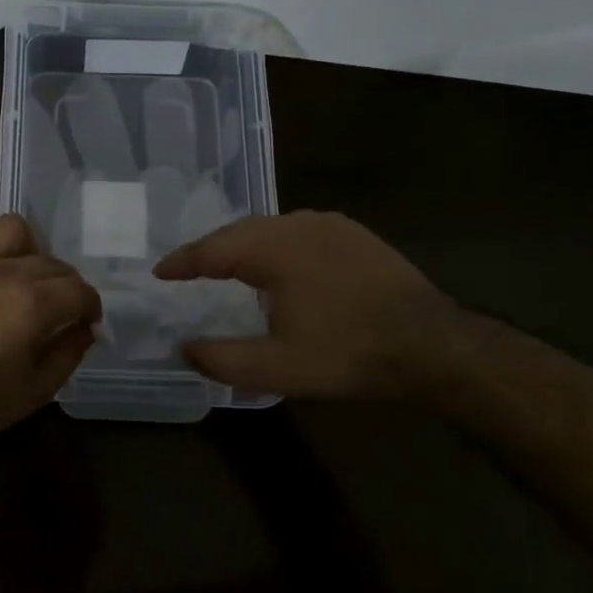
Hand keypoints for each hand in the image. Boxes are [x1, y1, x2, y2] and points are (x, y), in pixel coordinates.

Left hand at [0, 214, 101, 446]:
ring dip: (27, 248)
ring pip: (13, 228)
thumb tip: (86, 327)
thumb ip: (69, 353)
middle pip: (53, 262)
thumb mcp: (35, 391)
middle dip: (65, 285)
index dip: (90, 306)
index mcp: (33, 305)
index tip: (85, 322)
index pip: (80, 289)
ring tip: (21, 274)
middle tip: (56, 309)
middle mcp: (5, 271)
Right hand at [153, 210, 460, 399]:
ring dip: (243, 245)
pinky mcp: (354, 233)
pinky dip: (275, 244)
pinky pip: (298, 231)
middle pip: (238, 231)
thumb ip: (225, 359)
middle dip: (210, 250)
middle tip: (188, 270)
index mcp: (273, 249)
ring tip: (228, 266)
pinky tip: (280, 263)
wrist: (433, 345)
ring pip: (270, 228)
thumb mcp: (280, 368)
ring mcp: (329, 224)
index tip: (160, 272)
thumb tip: (186, 348)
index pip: (212, 249)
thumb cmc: (349, 353)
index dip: (182, 261)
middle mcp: (297, 224)